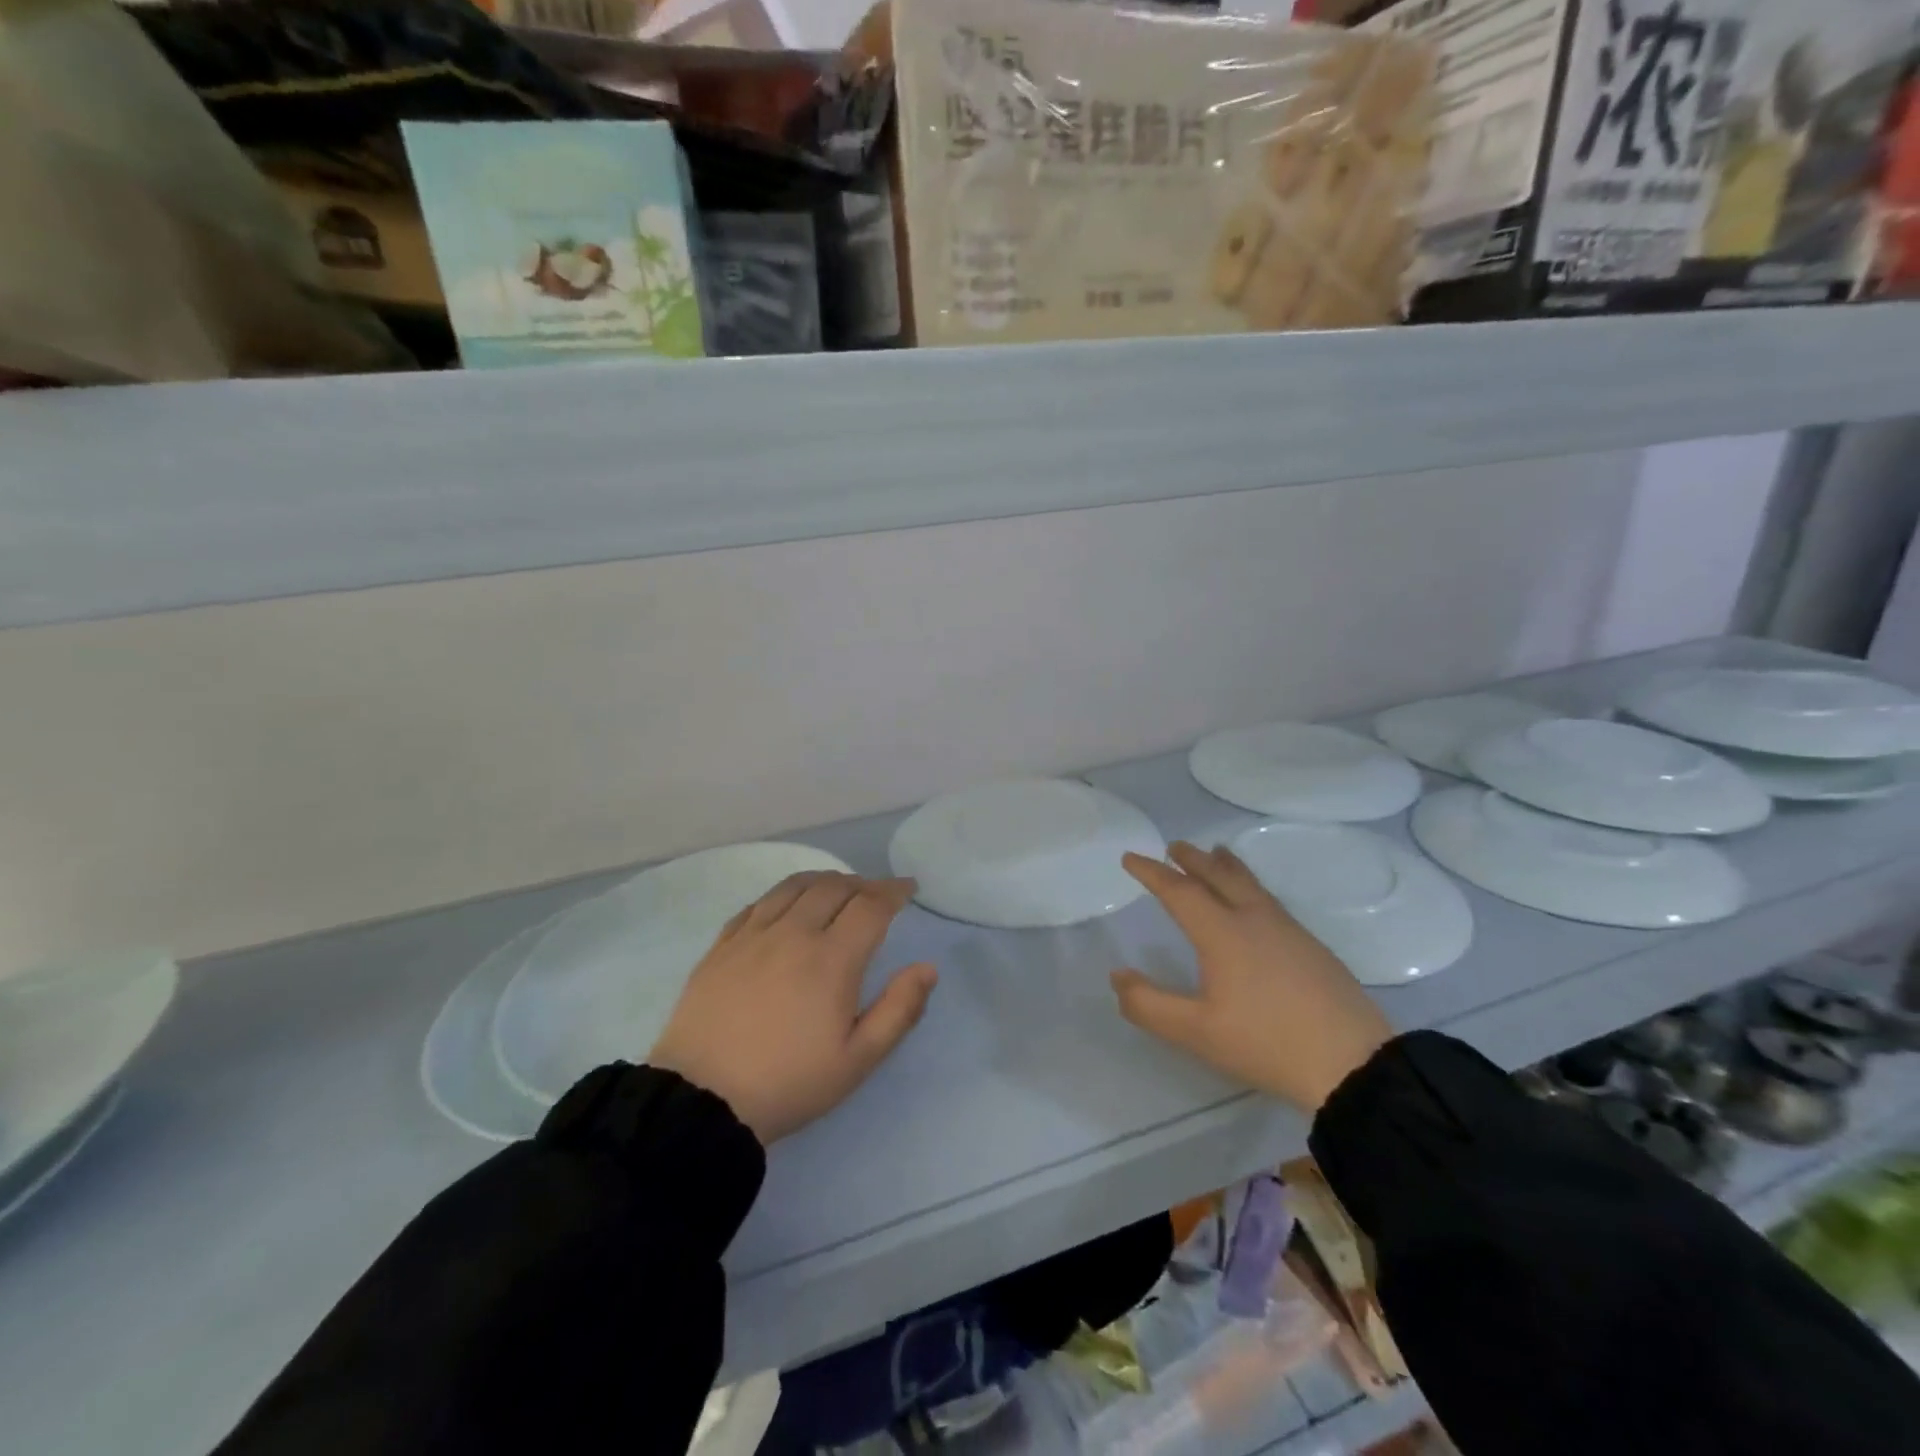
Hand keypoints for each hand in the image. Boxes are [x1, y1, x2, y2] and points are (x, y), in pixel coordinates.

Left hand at [649, 872, 936, 1144]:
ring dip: (824, 880)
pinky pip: (758, 902)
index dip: (894, 891)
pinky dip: (784, 894)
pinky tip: (788, 905)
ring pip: (794, 886)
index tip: (908, 889)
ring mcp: (753, 935)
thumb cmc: (789, 1083)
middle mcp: (793, 933)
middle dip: (863, 883)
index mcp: (831, 959)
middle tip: (877, 894)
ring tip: (837, 889)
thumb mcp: (857, 1060)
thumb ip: (899, 1010)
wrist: (702, 1100)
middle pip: (834, 886)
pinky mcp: (722, 945)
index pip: (870, 906)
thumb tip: (927, 968)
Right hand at [1111, 842, 1391, 1111]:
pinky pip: (1269, 899)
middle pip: (1218, 876)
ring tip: (1216, 854)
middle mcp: (1254, 919)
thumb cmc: (1266, 1043)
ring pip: (1249, 884)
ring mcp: (1288, 930)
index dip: (1152, 873)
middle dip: (1192, 859)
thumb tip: (1118, 976)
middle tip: (1174, 846)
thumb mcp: (1196, 1032)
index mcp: (1222, 933)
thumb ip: (1149, 1005)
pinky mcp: (1312, 946)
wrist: (1354, 1064)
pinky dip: (1249, 885)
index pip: (1179, 891)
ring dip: (1225, 866)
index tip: (1130, 858)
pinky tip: (1255, 901)